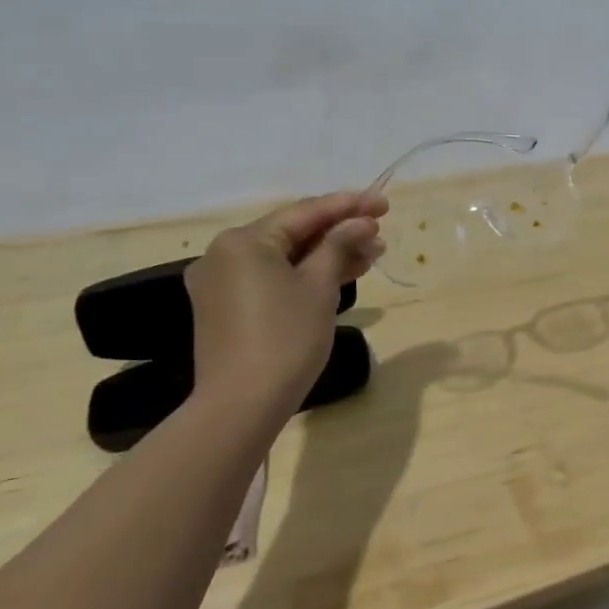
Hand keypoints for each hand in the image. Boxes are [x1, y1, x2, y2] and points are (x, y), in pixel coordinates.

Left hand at [185, 191, 387, 422]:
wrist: (242, 405)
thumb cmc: (285, 338)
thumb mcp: (320, 286)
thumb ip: (340, 245)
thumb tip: (360, 221)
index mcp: (244, 241)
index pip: (305, 212)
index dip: (349, 205)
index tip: (385, 204)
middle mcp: (226, 254)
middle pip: (294, 233)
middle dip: (340, 232)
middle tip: (381, 232)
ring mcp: (223, 283)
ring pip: (286, 257)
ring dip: (328, 254)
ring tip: (372, 255)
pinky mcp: (228, 308)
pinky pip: (273, 278)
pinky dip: (306, 275)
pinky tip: (341, 276)